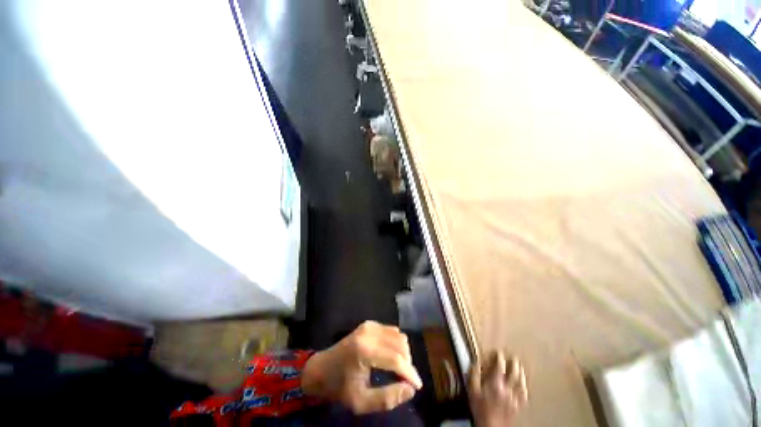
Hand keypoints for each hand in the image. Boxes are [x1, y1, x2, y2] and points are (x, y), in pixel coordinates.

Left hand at [302, 321, 422, 413]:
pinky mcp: (369, 324)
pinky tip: (390, 356)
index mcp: (364, 351)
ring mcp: (369, 325)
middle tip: (405, 380)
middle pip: (400, 343)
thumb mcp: (361, 402)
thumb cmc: (339, 387)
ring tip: (398, 370)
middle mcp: (369, 333)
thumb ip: (387, 398)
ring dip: (403, 352)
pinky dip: (396, 343)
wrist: (321, 369)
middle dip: (407, 362)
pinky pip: (391, 331)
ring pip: (398, 335)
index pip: (396, 359)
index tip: (418, 386)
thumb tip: (410, 389)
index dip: (410, 373)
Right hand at [468, 352, 527, 426]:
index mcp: (495, 384)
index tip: (498, 353)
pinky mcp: (517, 407)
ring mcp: (514, 398)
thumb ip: (474, 375)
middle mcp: (507, 390)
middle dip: (514, 364)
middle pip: (514, 373)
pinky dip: (524, 388)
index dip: (499, 358)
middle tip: (513, 358)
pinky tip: (524, 385)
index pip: (500, 366)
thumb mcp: (472, 390)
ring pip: (520, 383)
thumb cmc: (480, 409)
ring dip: (521, 374)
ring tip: (520, 368)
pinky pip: (524, 395)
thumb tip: (476, 363)